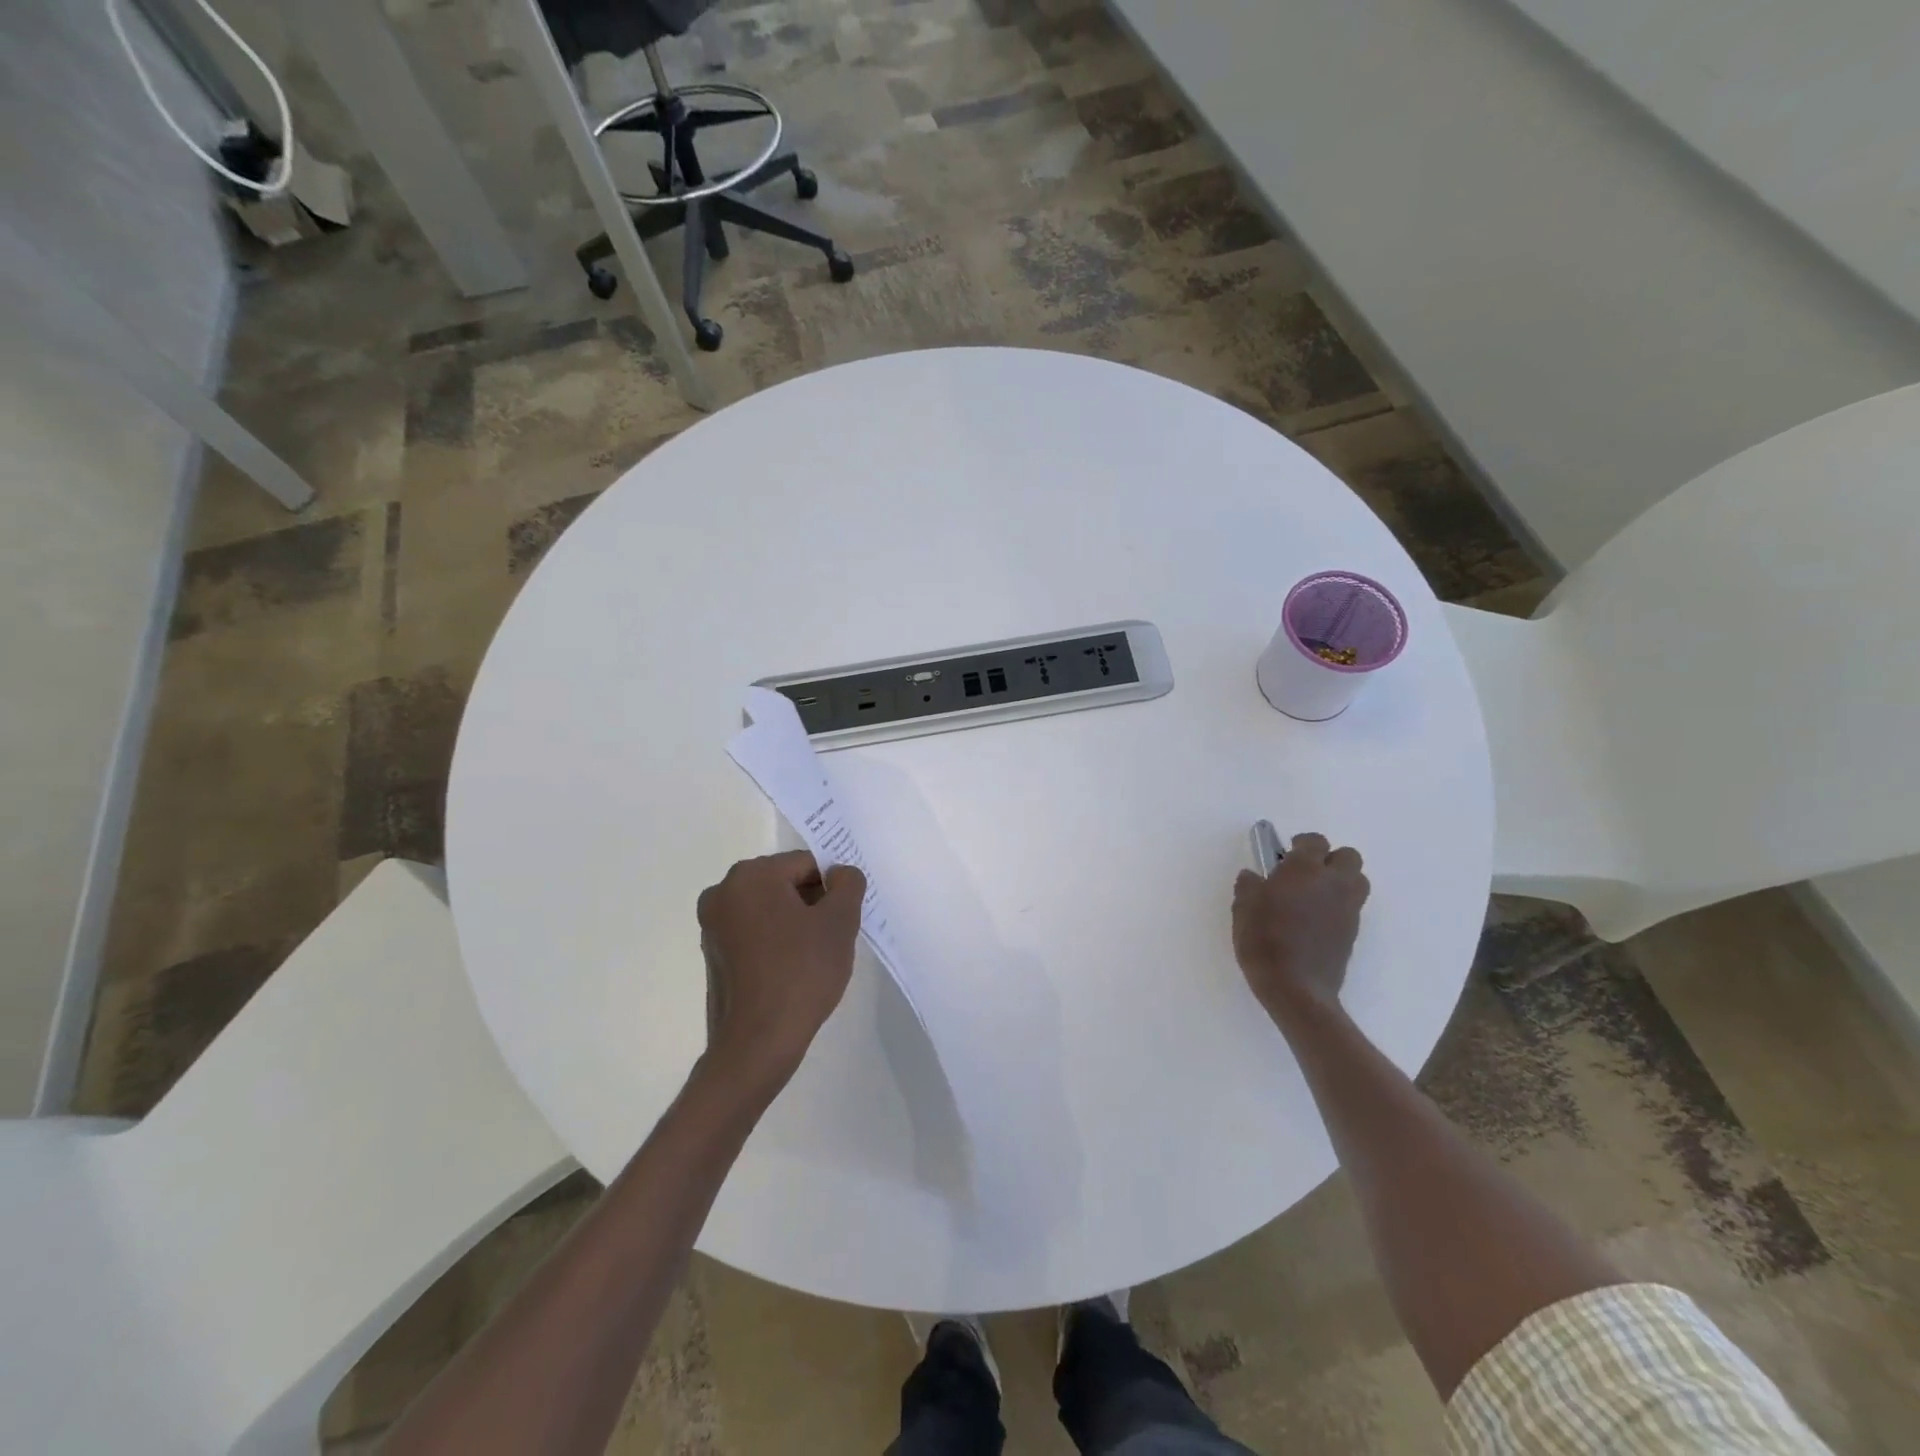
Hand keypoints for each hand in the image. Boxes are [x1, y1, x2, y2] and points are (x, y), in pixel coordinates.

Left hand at [697, 851, 865, 1085]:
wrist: (757, 1043)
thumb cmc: (801, 974)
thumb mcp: (840, 923)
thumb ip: (848, 885)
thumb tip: (841, 874)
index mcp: (751, 875)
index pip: (806, 864)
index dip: (832, 888)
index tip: (842, 919)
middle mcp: (723, 891)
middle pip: (784, 882)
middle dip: (812, 903)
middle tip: (831, 937)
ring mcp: (712, 924)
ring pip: (769, 908)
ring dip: (794, 922)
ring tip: (812, 957)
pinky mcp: (712, 953)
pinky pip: (754, 931)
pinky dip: (775, 940)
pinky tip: (791, 969)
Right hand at [1232, 833, 1369, 1027]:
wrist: (1296, 987)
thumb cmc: (1264, 940)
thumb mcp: (1243, 908)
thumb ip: (1249, 885)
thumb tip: (1254, 877)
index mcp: (1305, 870)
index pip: (1315, 841)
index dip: (1301, 844)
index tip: (1284, 855)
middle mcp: (1333, 883)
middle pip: (1348, 856)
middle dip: (1330, 859)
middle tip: (1304, 872)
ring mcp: (1348, 908)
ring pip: (1357, 880)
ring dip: (1340, 880)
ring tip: (1314, 895)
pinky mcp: (1353, 931)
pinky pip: (1352, 906)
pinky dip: (1338, 905)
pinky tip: (1315, 920)